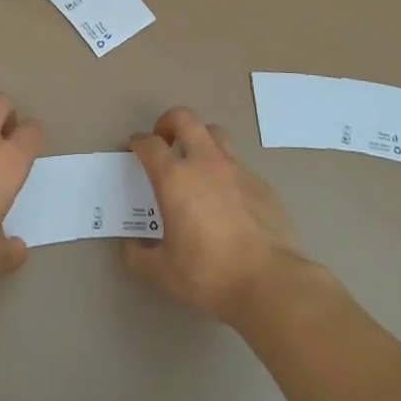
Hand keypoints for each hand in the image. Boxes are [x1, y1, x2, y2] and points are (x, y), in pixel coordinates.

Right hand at [123, 107, 309, 325]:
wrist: (270, 282)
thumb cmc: (209, 274)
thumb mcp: (162, 273)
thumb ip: (138, 257)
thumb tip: (129, 247)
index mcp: (175, 179)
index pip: (151, 144)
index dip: (139, 142)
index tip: (135, 147)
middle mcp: (206, 163)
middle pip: (185, 119)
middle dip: (169, 122)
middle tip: (164, 141)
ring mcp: (238, 170)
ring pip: (216, 134)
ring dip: (200, 139)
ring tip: (196, 163)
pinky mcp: (262, 184)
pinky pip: (238, 166)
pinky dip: (226, 172)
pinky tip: (227, 201)